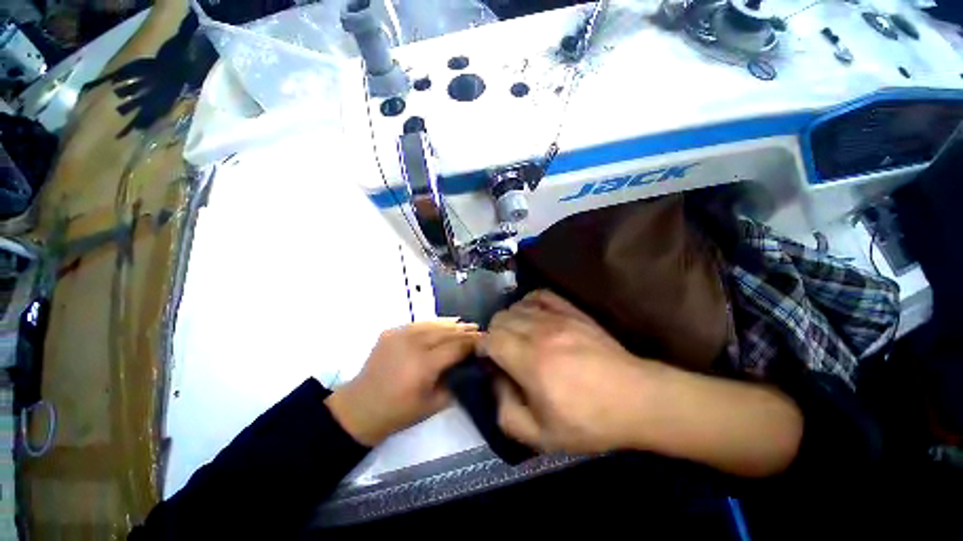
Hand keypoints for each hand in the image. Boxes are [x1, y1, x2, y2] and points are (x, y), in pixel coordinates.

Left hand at [326, 320, 478, 445]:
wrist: (360, 407)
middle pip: (446, 332)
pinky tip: (442, 325)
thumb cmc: (399, 412)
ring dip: (451, 324)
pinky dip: (433, 324)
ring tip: (465, 324)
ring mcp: (399, 335)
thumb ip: (455, 383)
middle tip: (479, 329)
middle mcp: (412, 344)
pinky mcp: (390, 332)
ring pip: (432, 324)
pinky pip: (418, 324)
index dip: (472, 343)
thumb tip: (470, 367)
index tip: (486, 340)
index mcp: (424, 365)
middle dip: (465, 330)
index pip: (455, 347)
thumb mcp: (433, 405)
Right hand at [483, 290, 662, 453]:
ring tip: (517, 336)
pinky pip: (540, 295)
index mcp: (529, 361)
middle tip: (503, 353)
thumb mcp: (542, 437)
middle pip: (500, 319)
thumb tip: (496, 382)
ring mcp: (557, 317)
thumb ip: (506, 413)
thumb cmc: (589, 421)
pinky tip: (533, 316)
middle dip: (494, 335)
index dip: (482, 348)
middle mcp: (539, 332)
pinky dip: (529, 302)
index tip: (487, 360)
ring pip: (516, 306)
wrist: (637, 399)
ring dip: (509, 320)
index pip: (490, 339)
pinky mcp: (572, 311)